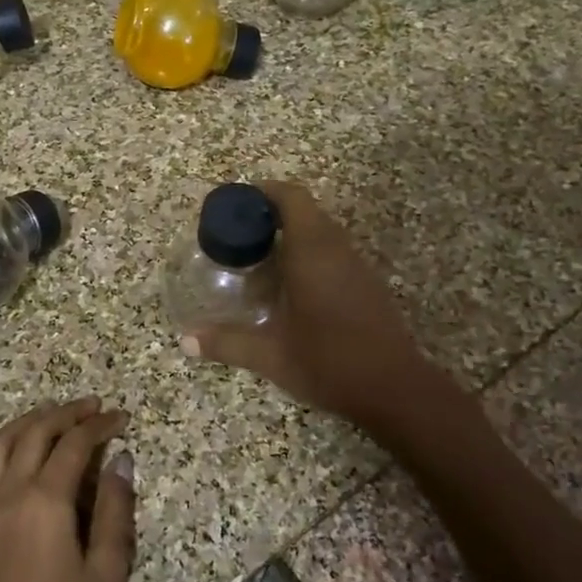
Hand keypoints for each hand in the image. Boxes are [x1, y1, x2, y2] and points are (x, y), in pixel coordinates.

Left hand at [0, 398, 135, 581]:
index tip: (120, 418)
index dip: (99, 425)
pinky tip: (0, 452)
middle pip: (35, 434)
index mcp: (45, 501)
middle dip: (66, 414)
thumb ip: (114, 511)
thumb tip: (119, 461)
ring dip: (26, 423)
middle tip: (91, 407)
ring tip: (49, 414)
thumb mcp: (105, 573)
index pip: (74, 444)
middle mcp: (8, 493)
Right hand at [182, 179, 440, 425]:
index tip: (237, 205)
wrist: (395, 389)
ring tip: (258, 261)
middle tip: (238, 237)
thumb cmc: (329, 362)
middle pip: (305, 211)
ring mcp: (356, 266)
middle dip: (270, 216)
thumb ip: (227, 343)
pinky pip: (333, 252)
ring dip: (291, 236)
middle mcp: (337, 249)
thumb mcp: (271, 356)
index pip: (291, 197)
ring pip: (321, 232)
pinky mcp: (367, 284)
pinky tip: (290, 288)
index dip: (263, 192)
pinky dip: (308, 255)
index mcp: (312, 252)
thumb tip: (186, 341)